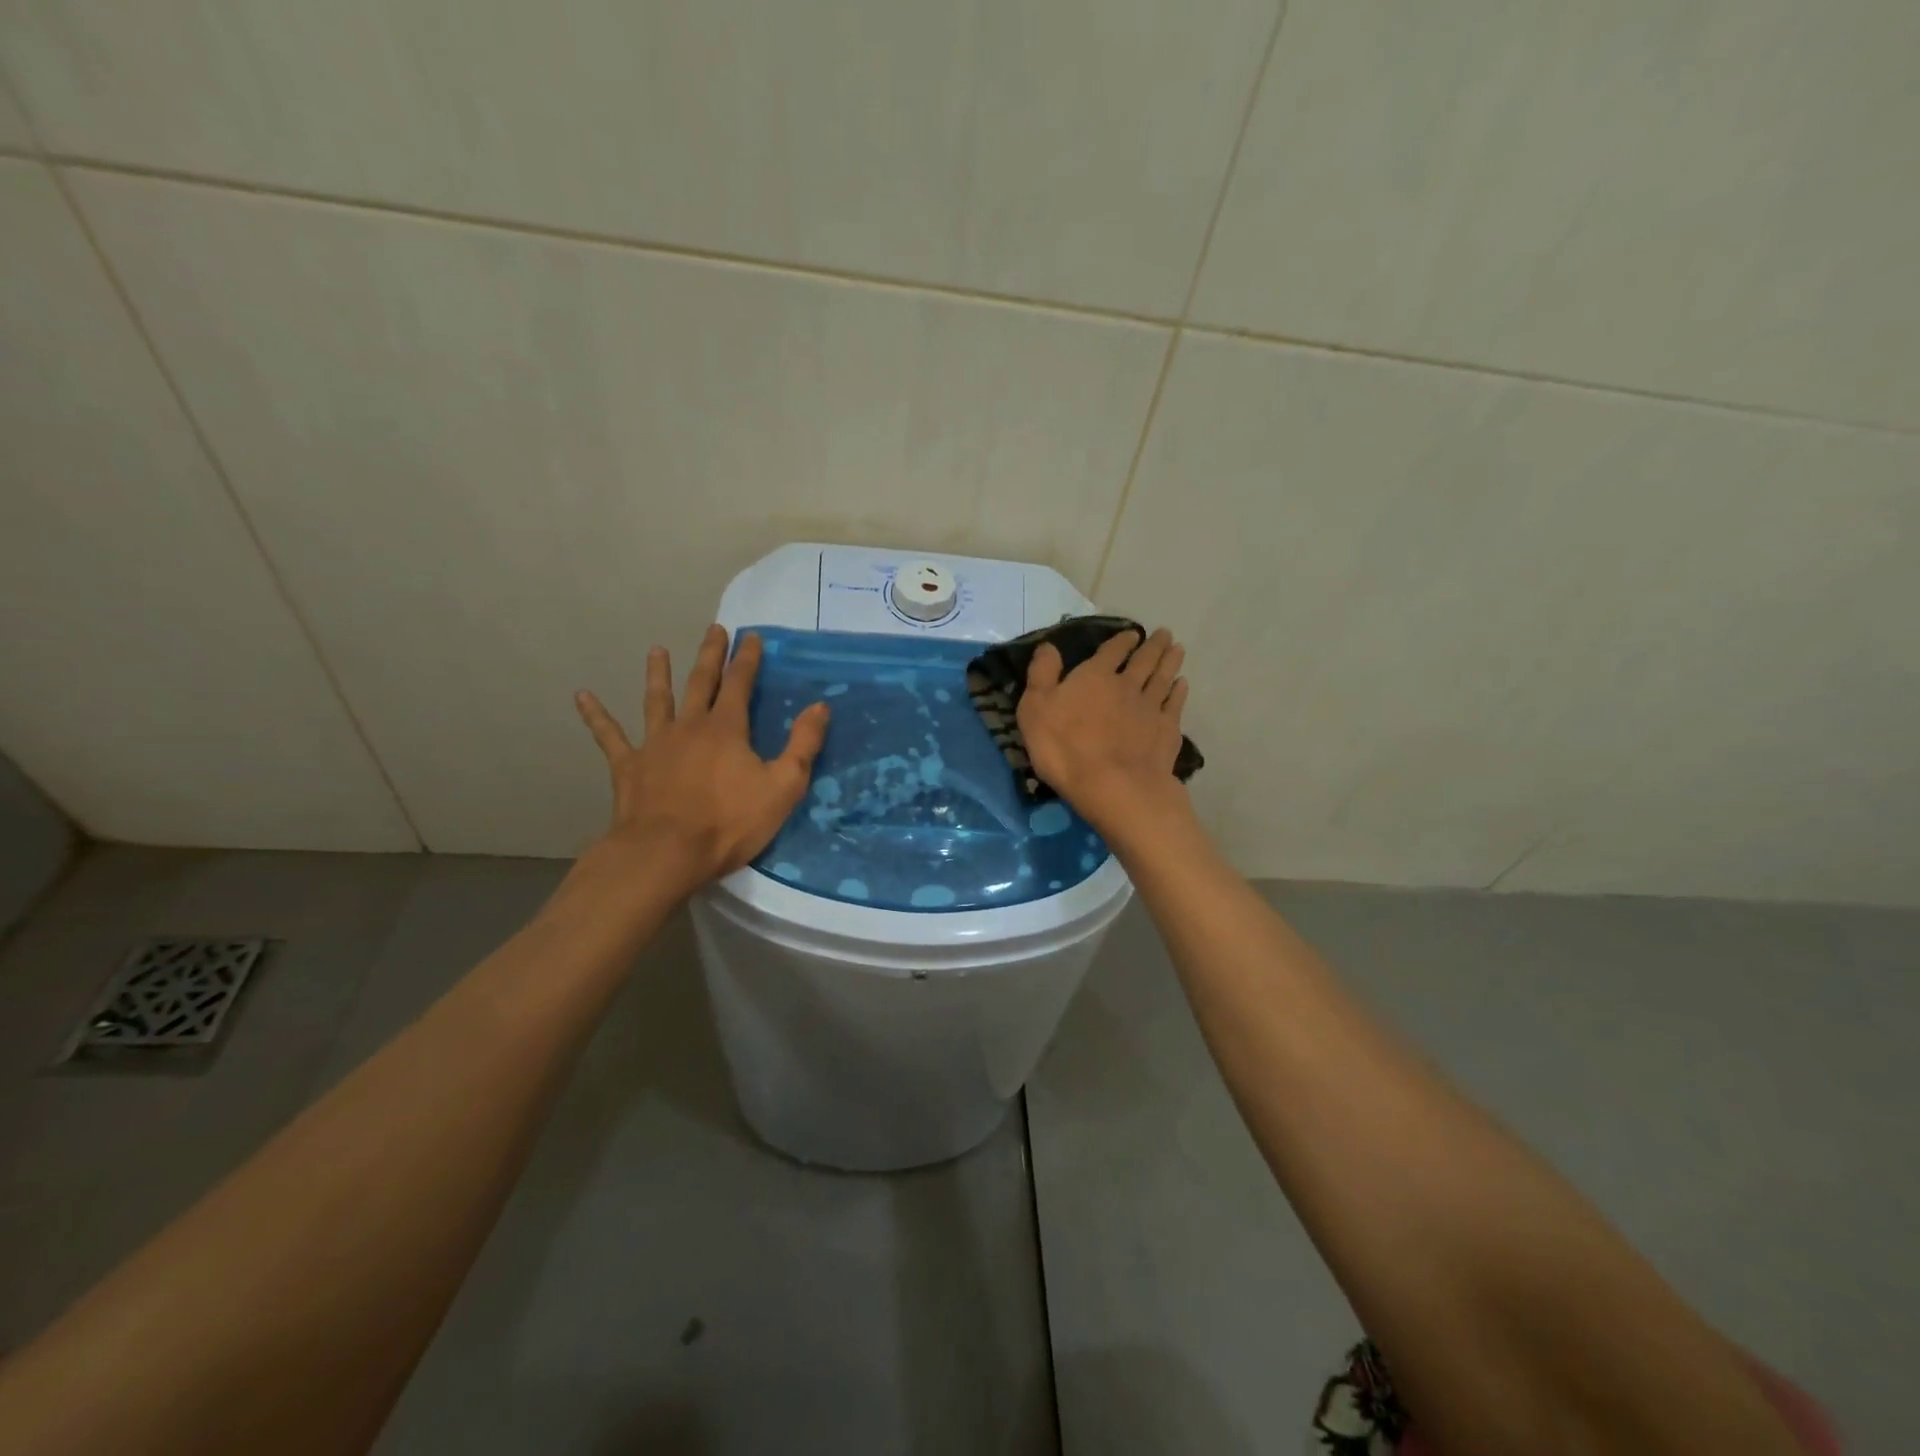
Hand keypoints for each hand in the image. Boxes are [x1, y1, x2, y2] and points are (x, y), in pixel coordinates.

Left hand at [575, 625, 829, 900]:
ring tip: (657, 650)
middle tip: (714, 629)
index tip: (751, 636)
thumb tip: (820, 706)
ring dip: (658, 674)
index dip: (747, 659)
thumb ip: (803, 745)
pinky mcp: (629, 767)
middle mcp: (689, 726)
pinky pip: (610, 737)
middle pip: (701, 682)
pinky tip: (582, 697)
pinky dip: (596, 716)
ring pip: (657, 700)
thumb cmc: (730, 822)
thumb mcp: (783, 786)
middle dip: (710, 655)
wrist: (666, 853)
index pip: (740, 684)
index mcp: (726, 729)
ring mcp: (655, 744)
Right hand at [1015, 626, 1191, 836]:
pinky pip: (1175, 705)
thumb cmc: (1065, 748)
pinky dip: (1179, 692)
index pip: (1110, 651)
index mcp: (1095, 676)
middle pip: (1143, 661)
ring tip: (1178, 649)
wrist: (1113, 786)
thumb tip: (1048, 646)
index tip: (1133, 633)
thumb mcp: (1035, 709)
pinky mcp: (1167, 731)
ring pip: (1163, 678)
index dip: (1121, 641)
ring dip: (1170, 662)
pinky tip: (1182, 685)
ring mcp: (1151, 708)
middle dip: (1153, 646)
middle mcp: (1127, 685)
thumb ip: (1042, 675)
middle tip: (1165, 634)